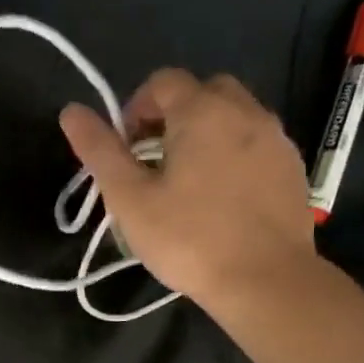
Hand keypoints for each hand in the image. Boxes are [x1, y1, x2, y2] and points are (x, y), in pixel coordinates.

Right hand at [59, 68, 316, 312]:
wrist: (266, 280)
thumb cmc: (188, 238)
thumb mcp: (129, 198)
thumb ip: (99, 150)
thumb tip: (70, 111)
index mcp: (202, 111)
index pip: (162, 82)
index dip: (135, 108)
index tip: (126, 150)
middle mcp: (245, 111)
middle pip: (202, 91)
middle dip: (173, 116)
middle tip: (154, 162)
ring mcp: (276, 138)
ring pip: (234, 116)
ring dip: (206, 134)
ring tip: (188, 182)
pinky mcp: (293, 168)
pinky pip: (256, 144)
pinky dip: (234, 155)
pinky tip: (221, 198)